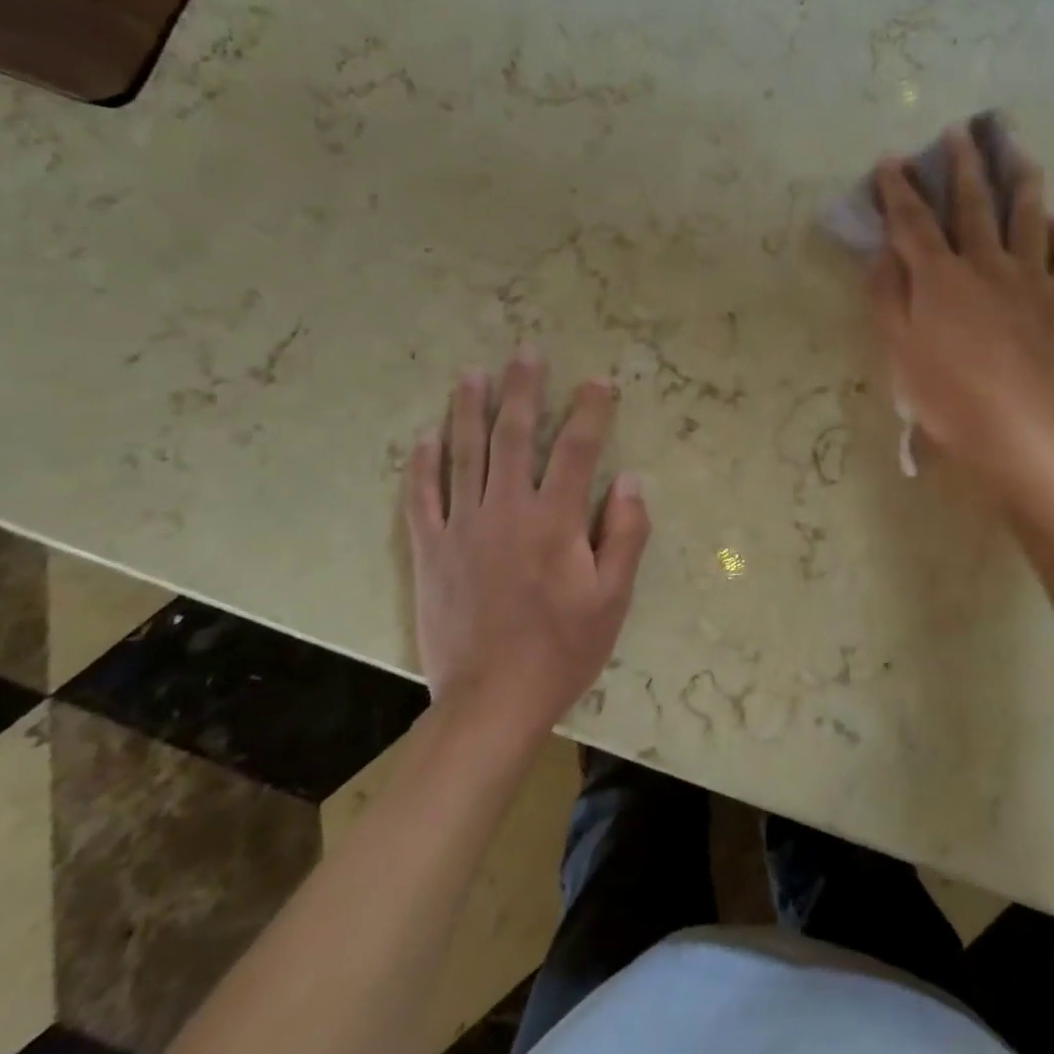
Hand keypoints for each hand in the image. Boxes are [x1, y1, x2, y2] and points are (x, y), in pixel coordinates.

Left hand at [402, 350, 651, 734]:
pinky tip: (426, 437)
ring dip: (470, 410)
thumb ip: (626, 534)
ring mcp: (462, 529)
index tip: (599, 381)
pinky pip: (422, 497)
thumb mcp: (614, 598)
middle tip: (526, 352)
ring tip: (474, 374)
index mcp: (555, 521)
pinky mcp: (430, 551)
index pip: (577, 449)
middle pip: (515, 436)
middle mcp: (506, 511)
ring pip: (465, 455)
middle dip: (524, 390)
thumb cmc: (563, 648)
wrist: (490, 702)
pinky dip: (423, 464)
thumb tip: (632, 480)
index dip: (591, 410)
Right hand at [869, 129, 1053, 487]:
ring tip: (1020, 155)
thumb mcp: (897, 349)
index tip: (890, 161)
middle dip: (963, 165)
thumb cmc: (943, 395)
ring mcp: (1030, 281)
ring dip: (1022, 181)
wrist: (1010, 431)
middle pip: (974, 204)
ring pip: (1028, 217)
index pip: (913, 221)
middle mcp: (986, 264)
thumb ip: (887, 295)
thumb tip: (884, 251)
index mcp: (940, 277)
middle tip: (961, 133)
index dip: (899, 188)